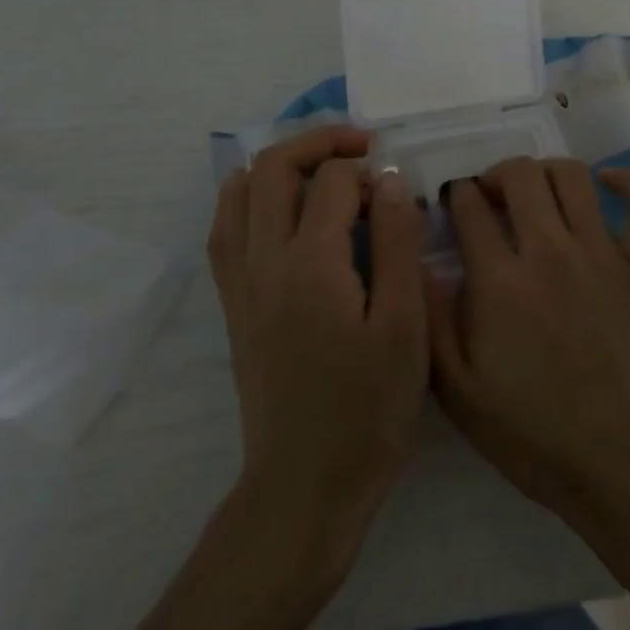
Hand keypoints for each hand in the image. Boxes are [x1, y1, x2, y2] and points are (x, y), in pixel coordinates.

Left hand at [207, 126, 427, 589]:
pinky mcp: (234, 304)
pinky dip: (249, 199)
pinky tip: (277, 207)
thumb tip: (388, 181)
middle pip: (274, 168)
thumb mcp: (403, 326)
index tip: (396, 191)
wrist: (304, 486)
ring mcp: (241, 282)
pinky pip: (226, 229)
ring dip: (280, 165)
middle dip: (319, 143)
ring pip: (240, 192)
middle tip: (361, 147)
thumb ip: (396, 243)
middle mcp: (264, 260)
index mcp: (311, 264)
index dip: (368, 171)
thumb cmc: (368, 410)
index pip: (333, 181)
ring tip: (321, 169)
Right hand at [424, 158, 629, 538]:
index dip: (456, 195)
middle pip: (520, 175)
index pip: (469, 205)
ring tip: (537, 193)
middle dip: (497, 174)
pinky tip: (609, 184)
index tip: (453, 205)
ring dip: (547, 173)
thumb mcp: (460, 394)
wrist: (627, 468)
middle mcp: (549, 252)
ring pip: (573, 177)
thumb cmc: (537, 436)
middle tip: (491, 197)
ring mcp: (602, 256)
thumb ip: (433, 321)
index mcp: (500, 282)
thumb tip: (420, 264)